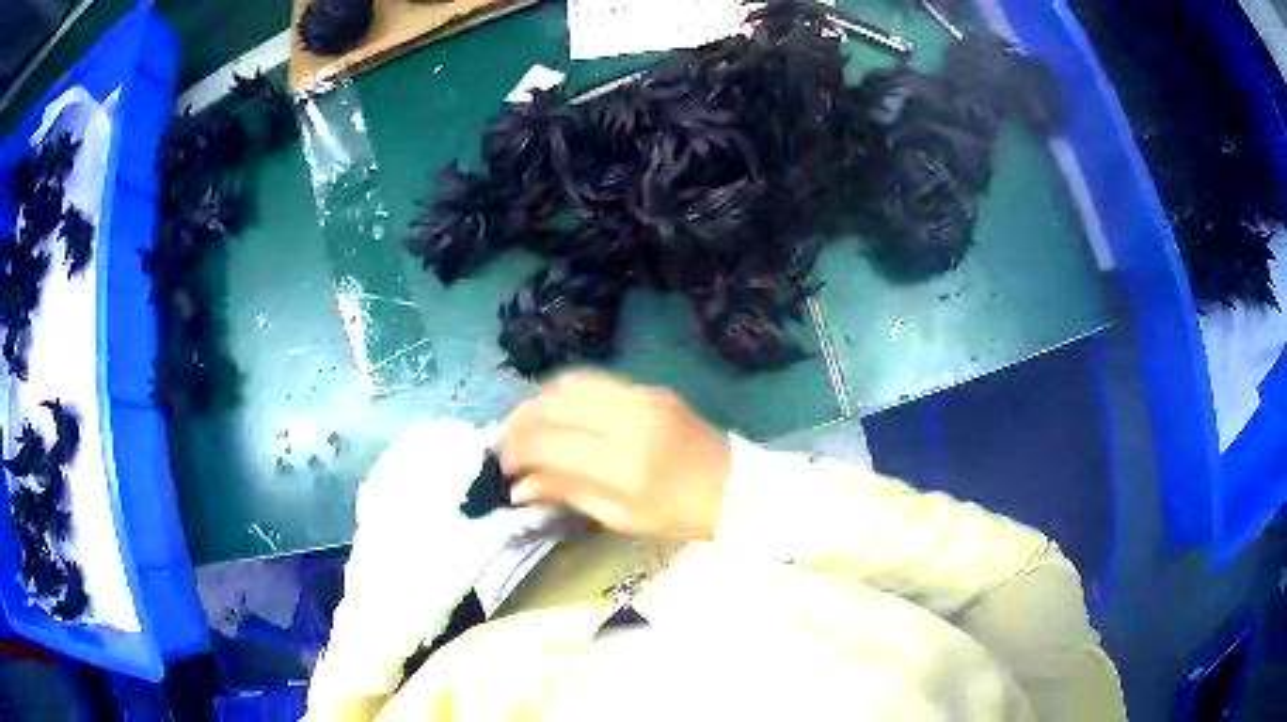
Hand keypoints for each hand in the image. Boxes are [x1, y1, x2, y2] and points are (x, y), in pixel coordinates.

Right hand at [499, 371, 731, 540]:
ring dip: (537, 401)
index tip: (504, 465)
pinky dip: (565, 390)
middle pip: (555, 409)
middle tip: (505, 442)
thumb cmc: (678, 515)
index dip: (519, 451)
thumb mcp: (621, 518)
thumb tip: (519, 487)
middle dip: (519, 422)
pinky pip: (596, 380)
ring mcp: (642, 399)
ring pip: (571, 386)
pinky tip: (553, 406)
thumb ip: (568, 494)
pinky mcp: (650, 388)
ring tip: (523, 423)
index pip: (552, 446)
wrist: (735, 485)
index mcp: (624, 469)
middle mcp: (630, 424)